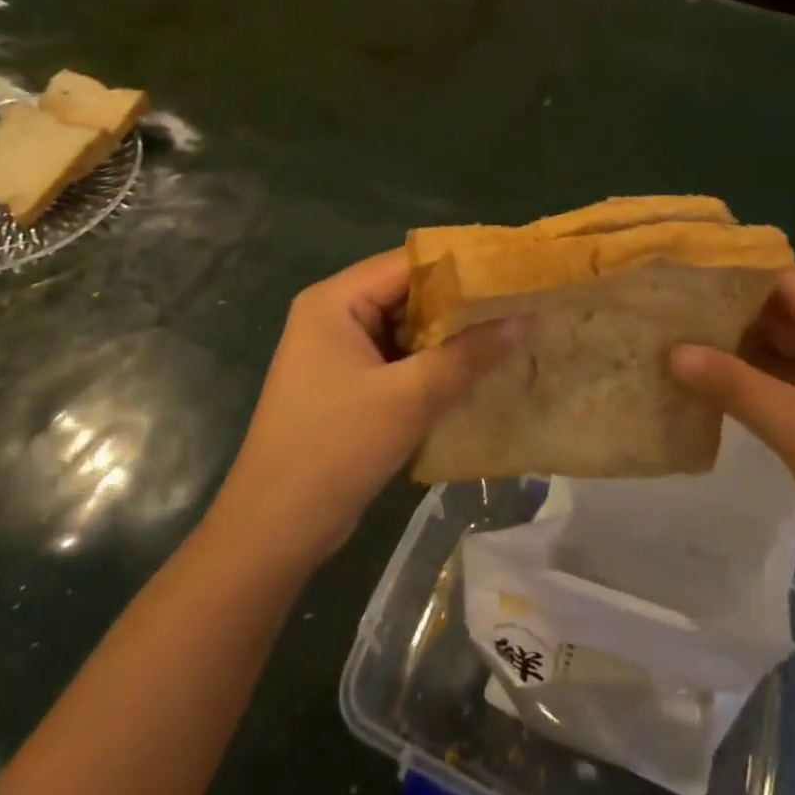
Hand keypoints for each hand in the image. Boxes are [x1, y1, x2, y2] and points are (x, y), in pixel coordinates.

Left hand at [211, 248, 517, 570]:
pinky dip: (431, 364)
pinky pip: (398, 360)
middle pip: (407, 294)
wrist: (274, 530)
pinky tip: (474, 372)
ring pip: (405, 329)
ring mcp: (338, 352)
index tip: (510, 272)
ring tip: (507, 333)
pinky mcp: (347, 386)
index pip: (407, 264)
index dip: (460, 266)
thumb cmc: (336, 448)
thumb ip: (466, 356)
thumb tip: (520, 321)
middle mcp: (333, 316)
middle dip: (459, 304)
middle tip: (516, 305)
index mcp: (335, 301)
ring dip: (448, 337)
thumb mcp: (409, 398)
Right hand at [670, 268, 794, 624]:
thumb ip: (735, 385)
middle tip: (667, 310)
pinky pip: (784, 392)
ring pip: (782, 356)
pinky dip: (748, 388)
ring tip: (674, 343)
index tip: (683, 276)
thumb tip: (671, 351)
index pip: (791, 283)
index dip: (738, 276)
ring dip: (735, 354)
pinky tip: (705, 388)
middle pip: (784, 317)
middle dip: (730, 315)